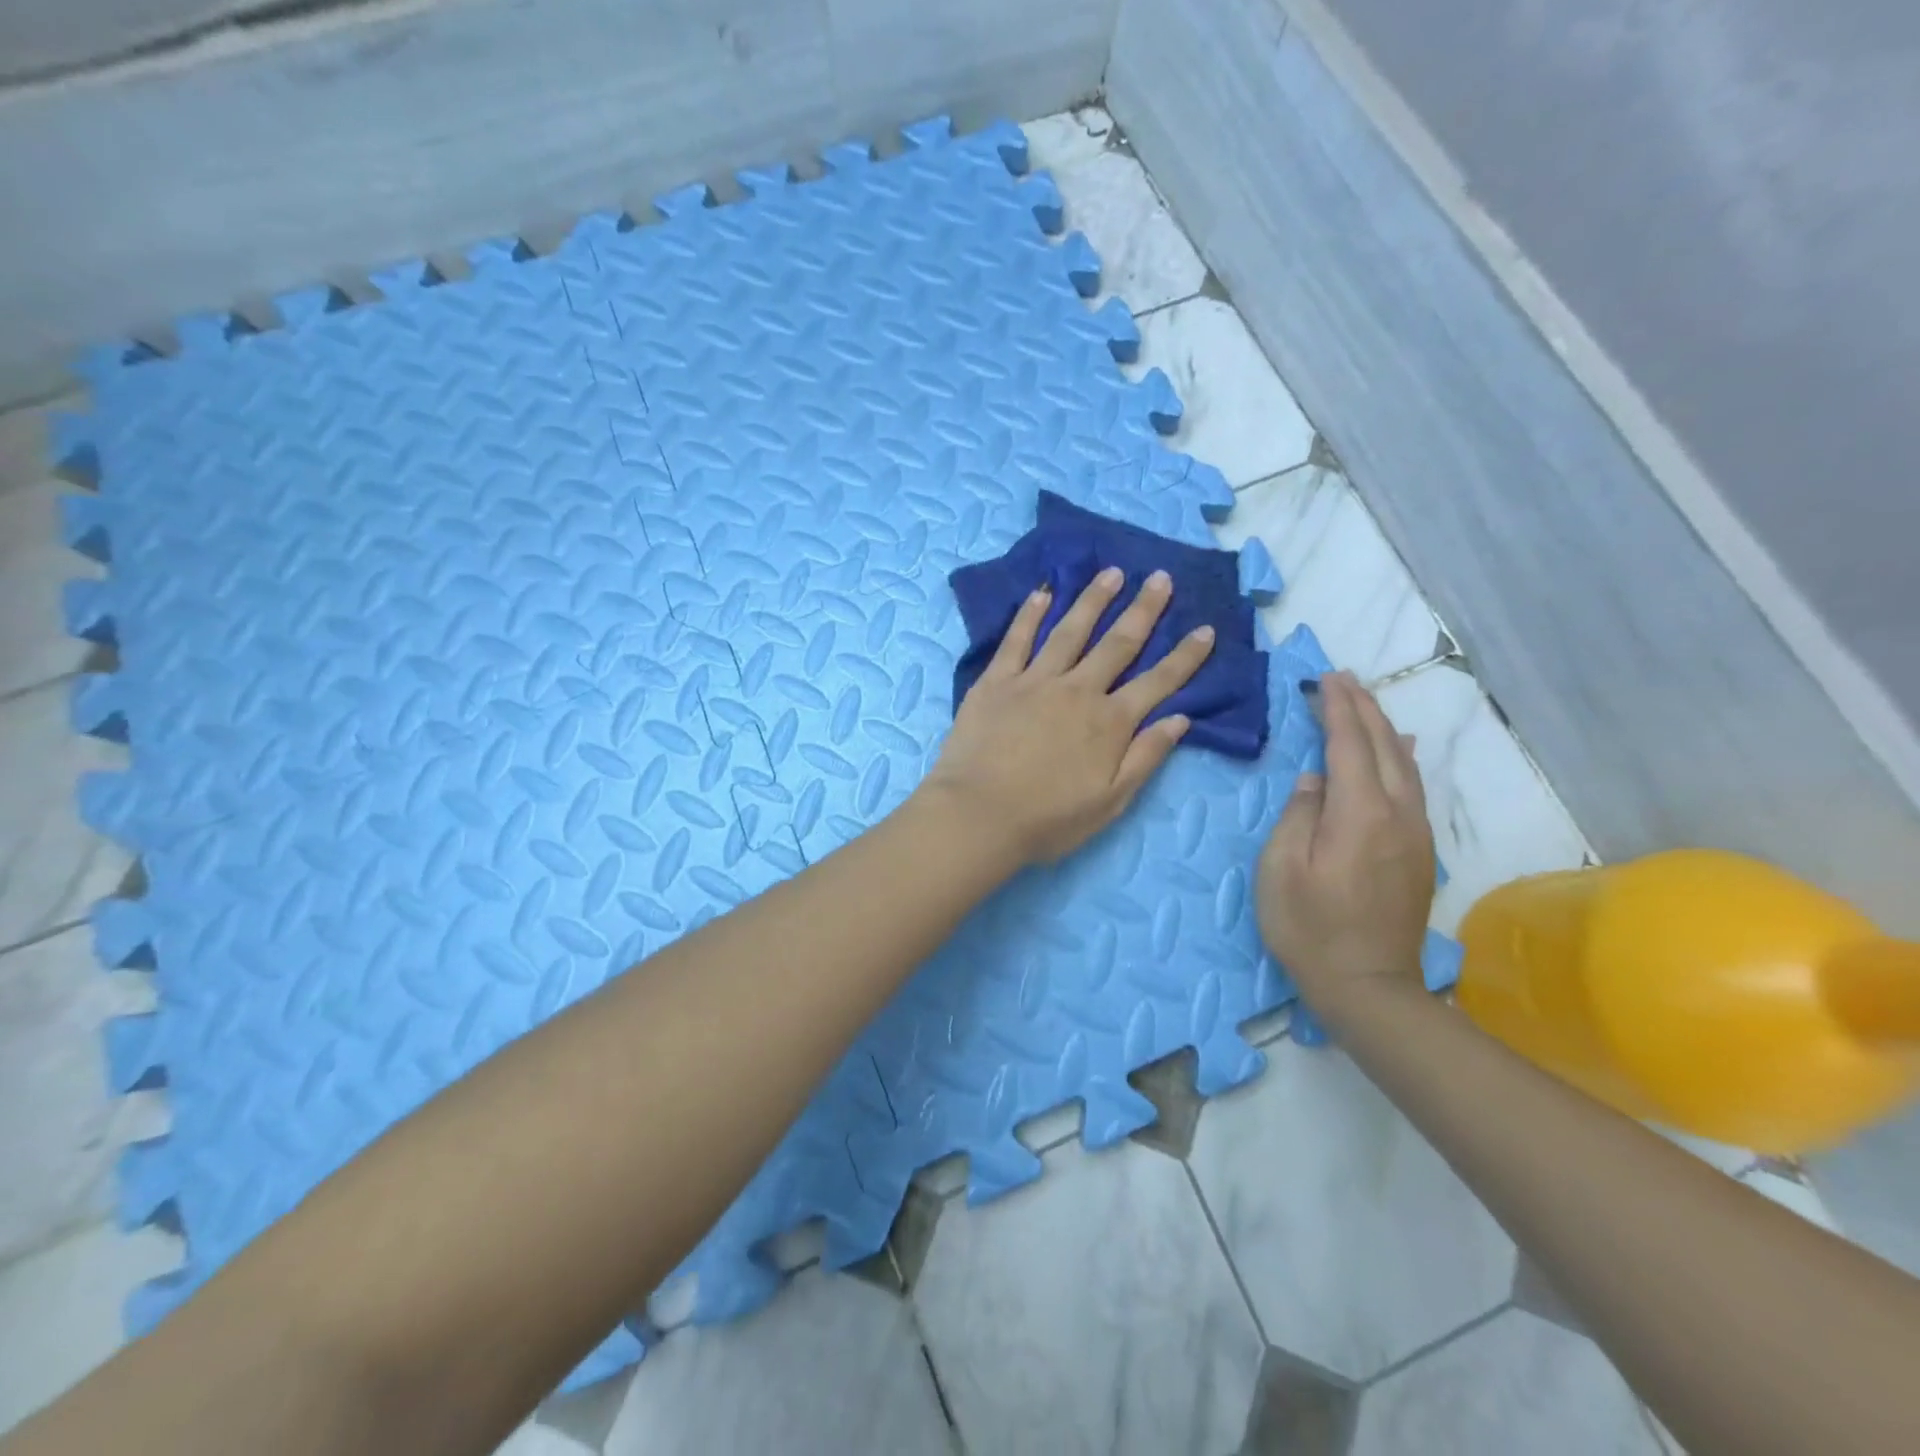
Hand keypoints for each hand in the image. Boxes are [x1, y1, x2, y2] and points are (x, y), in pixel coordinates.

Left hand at [919, 566, 1215, 864]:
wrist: (978, 815)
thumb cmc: (1047, 819)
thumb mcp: (1110, 802)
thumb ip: (1146, 757)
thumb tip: (1180, 719)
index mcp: (1110, 723)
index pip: (1158, 682)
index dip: (1185, 657)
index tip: (1205, 629)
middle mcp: (1078, 691)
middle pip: (1118, 644)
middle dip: (1143, 610)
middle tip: (1160, 578)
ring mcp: (1034, 681)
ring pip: (1070, 631)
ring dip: (1093, 600)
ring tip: (1112, 573)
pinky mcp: (996, 681)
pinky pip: (1017, 639)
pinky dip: (1030, 614)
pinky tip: (1043, 592)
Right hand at [1256, 671, 1435, 1021]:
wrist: (1368, 985)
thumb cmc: (1309, 927)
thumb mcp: (1281, 869)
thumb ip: (1298, 815)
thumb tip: (1315, 780)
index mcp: (1359, 814)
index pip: (1349, 745)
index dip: (1337, 709)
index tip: (1326, 679)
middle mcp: (1397, 814)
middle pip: (1383, 746)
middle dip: (1362, 708)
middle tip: (1342, 679)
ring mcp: (1415, 833)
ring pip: (1405, 764)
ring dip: (1383, 727)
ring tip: (1365, 701)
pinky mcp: (1420, 851)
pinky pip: (1414, 787)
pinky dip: (1403, 757)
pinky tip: (1401, 747)